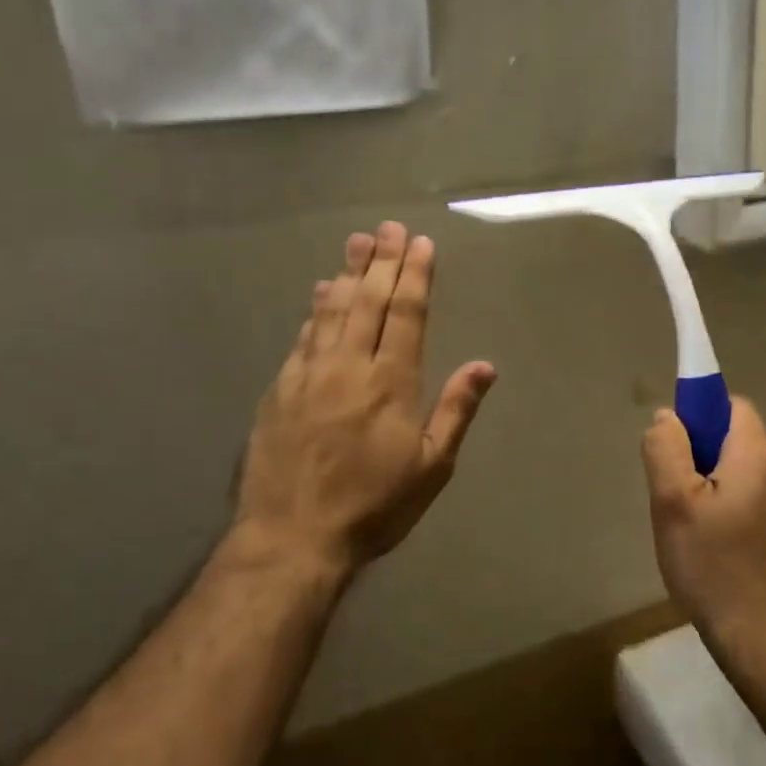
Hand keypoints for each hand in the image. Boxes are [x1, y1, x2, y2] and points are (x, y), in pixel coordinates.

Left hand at [228, 222, 495, 584]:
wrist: (293, 537)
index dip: (414, 276)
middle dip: (381, 262)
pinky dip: (315, 311)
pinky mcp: (280, 390)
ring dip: (347, 274)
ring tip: (357, 243)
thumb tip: (485, 365)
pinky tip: (320, 294)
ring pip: (331, 311)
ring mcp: (309, 374)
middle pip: (367, 301)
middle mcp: (349, 366)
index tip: (419, 244)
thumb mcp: (432, 467)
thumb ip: (456, 410)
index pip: (405, 314)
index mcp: (391, 382)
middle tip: (388, 228)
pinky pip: (303, 337)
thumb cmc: (374, 506)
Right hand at [641, 398, 765, 667]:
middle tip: (671, 490)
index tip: (671, 445)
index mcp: (758, 454)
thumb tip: (668, 416)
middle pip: (733, 436)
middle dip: (697, 452)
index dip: (697, 412)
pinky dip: (724, 503)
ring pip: (738, 469)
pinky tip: (707, 540)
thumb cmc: (713, 564)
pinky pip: (748, 495)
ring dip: (708, 481)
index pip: (729, 404)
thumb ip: (667, 449)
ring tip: (685, 520)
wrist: (760, 636)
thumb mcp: (673, 502)